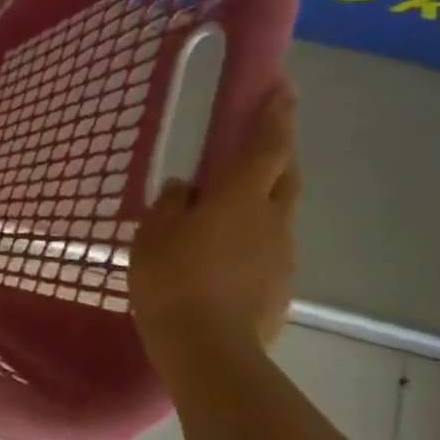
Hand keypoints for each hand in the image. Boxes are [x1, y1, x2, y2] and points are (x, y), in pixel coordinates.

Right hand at [131, 82, 300, 350]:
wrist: (210, 351)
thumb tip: (184, 189)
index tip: (284, 88)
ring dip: (260, 201)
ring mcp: (282, 255)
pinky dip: (251, 241)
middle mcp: (271, 220)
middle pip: (286, 175)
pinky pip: (268, 249)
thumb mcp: (153, 236)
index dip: (276, 115)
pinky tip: (223, 259)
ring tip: (224, 214)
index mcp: (238, 199)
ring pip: (277, 214)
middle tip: (261, 142)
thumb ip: (170, 206)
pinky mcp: (280, 286)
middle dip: (279, 152)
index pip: (266, 147)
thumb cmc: (172, 281)